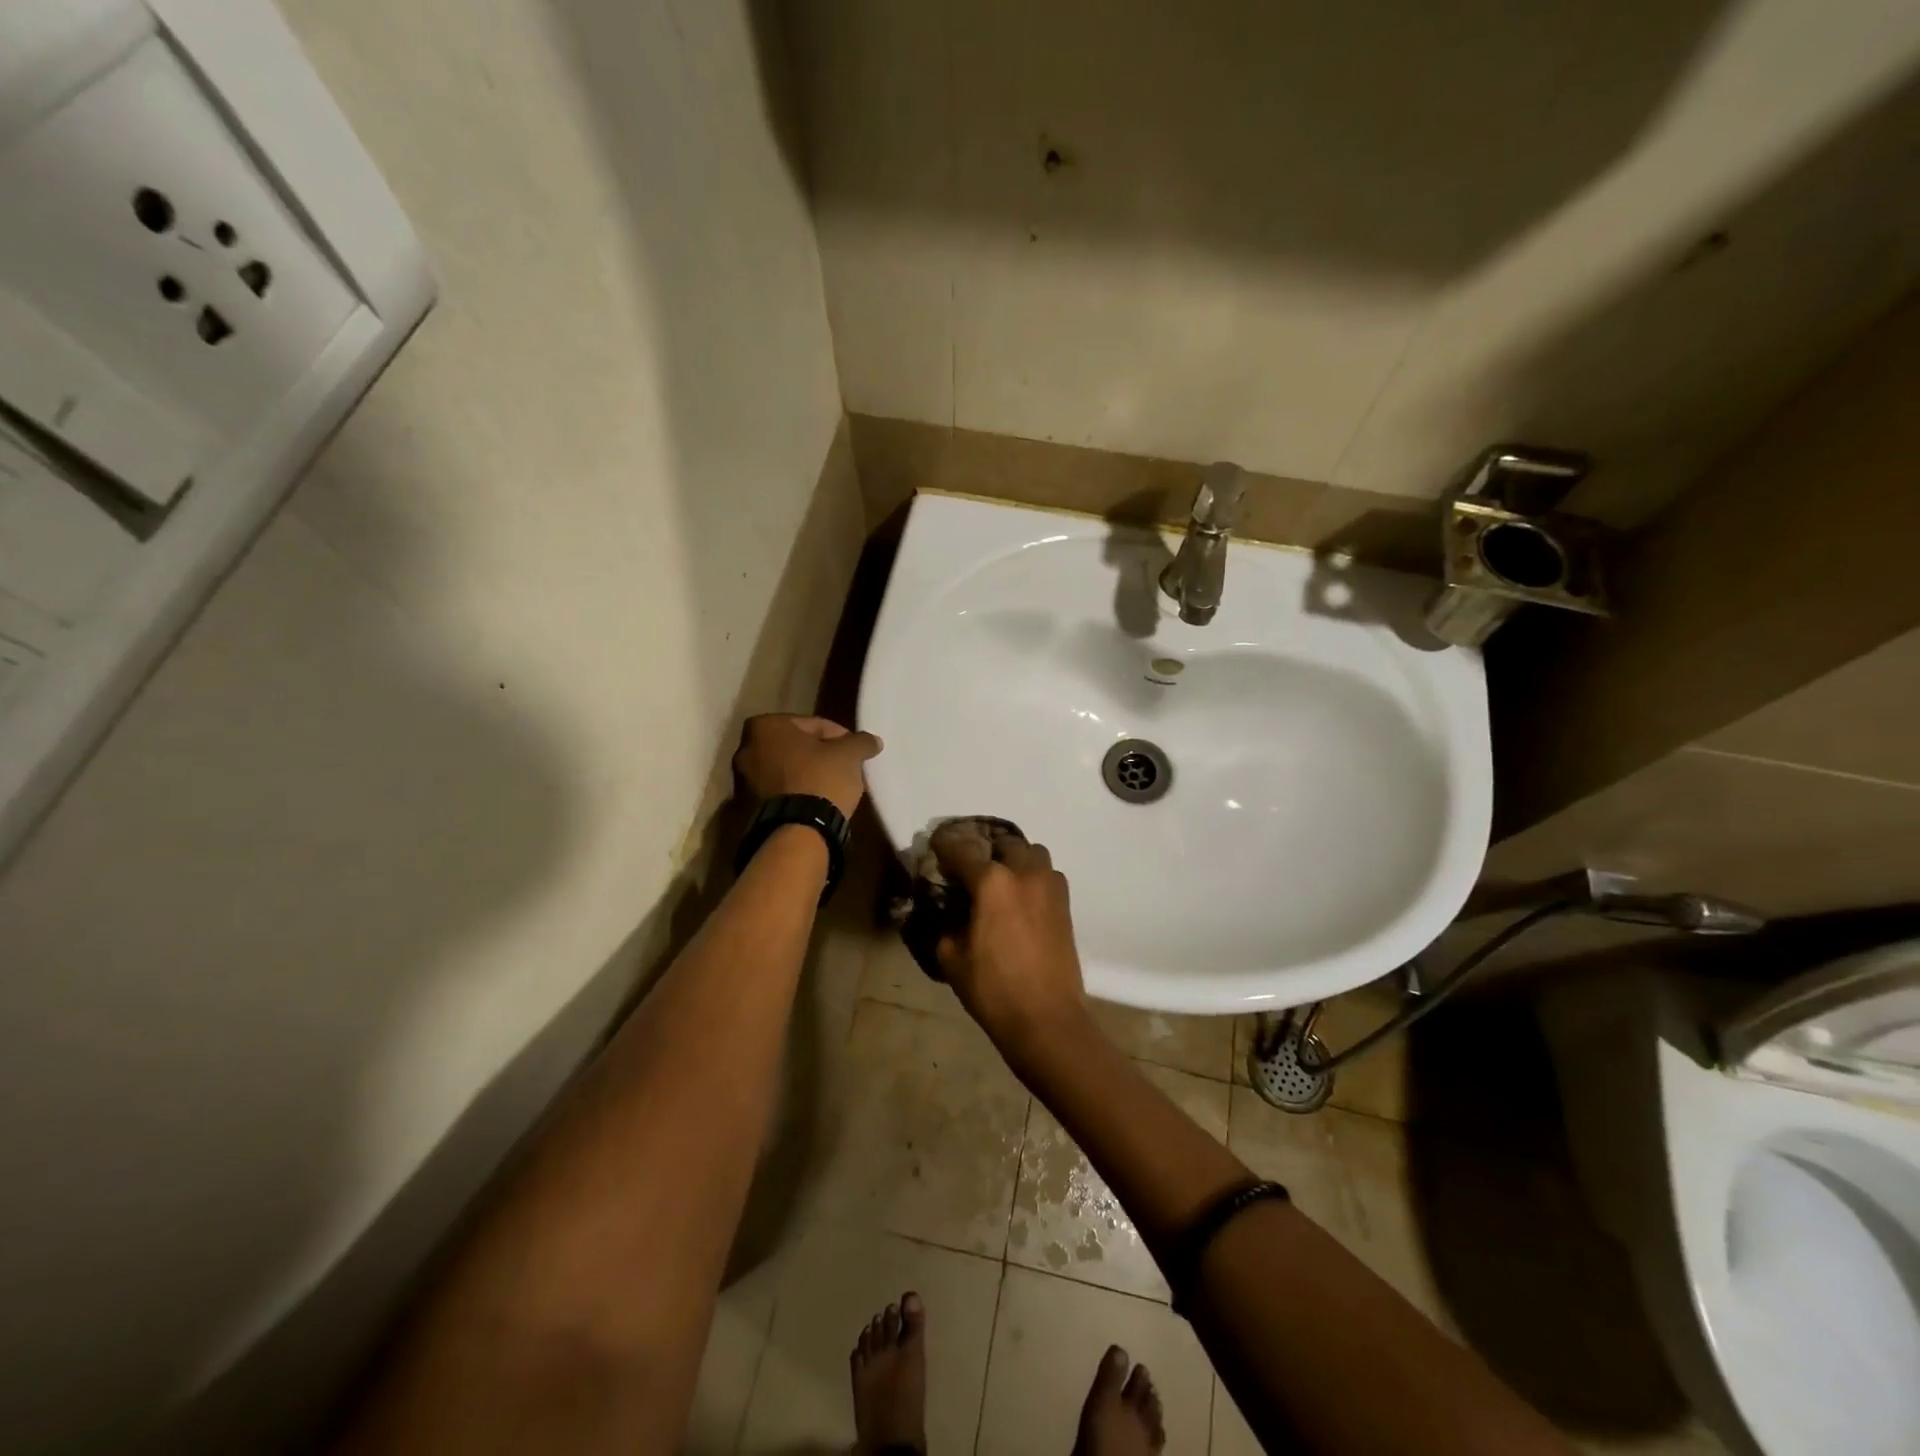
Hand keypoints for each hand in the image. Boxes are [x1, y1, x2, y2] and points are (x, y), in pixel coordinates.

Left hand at [733, 714, 882, 818]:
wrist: (797, 832)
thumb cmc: (820, 779)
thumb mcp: (849, 755)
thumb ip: (860, 742)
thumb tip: (872, 740)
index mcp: (764, 726)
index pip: (811, 724)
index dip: (838, 736)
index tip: (853, 751)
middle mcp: (745, 749)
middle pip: (793, 746)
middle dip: (817, 754)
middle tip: (842, 766)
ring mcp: (742, 781)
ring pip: (784, 770)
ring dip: (805, 774)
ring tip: (831, 787)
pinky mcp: (746, 809)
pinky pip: (778, 793)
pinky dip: (794, 793)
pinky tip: (816, 803)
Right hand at [930, 820, 1088, 1056]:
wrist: (1047, 1018)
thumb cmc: (993, 989)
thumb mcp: (952, 958)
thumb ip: (946, 924)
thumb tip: (947, 911)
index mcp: (991, 882)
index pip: (961, 849)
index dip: (944, 845)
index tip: (935, 846)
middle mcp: (1023, 873)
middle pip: (1003, 842)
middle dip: (984, 850)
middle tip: (970, 868)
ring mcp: (1049, 886)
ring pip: (1032, 853)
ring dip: (1014, 859)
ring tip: (1001, 880)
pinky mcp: (1066, 904)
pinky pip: (1047, 875)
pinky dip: (1033, 877)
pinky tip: (1021, 900)